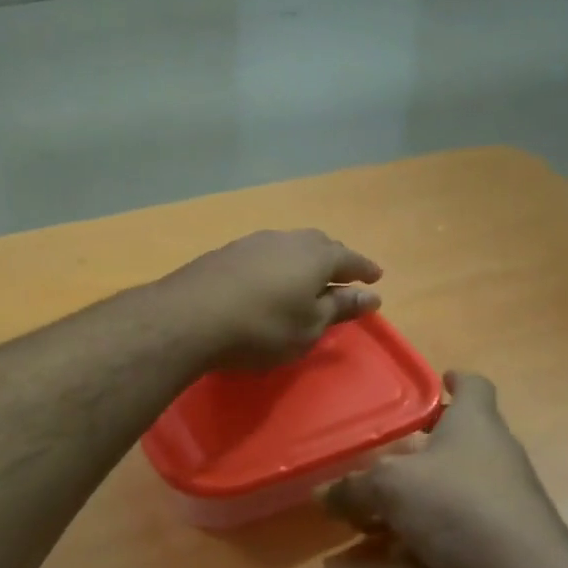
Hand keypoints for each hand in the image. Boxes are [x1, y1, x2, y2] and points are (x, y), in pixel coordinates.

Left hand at [163, 229, 383, 370]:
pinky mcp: (227, 252)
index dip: (364, 269)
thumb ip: (340, 308)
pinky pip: (264, 254)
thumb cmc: (262, 328)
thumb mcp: (309, 327)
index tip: (376, 278)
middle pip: (320, 245)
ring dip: (303, 260)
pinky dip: (276, 265)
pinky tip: (269, 280)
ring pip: (289, 246)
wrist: (190, 316)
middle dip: (335, 260)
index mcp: (316, 256)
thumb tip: (371, 296)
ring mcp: (254, 242)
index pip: (350, 258)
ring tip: (306, 278)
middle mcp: (288, 239)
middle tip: (342, 276)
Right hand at [322, 372, 567, 567]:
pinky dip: (407, 548)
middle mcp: (490, 455)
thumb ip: (353, 488)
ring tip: (354, 528)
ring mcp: (498, 501)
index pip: (473, 387)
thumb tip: (320, 493)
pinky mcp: (497, 543)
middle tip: (371, 467)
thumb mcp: (391, 487)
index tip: (440, 381)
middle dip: (407, 458)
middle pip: (448, 446)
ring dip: (397, 512)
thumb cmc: (456, 503)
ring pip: (440, 497)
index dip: (456, 381)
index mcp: (473, 424)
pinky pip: (443, 537)